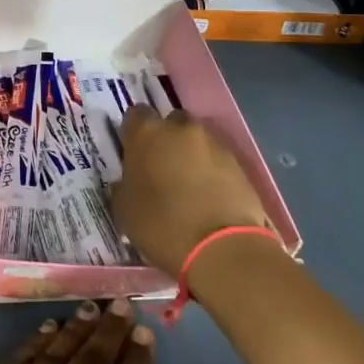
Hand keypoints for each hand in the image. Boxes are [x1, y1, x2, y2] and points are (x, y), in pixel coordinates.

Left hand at [0, 301, 210, 363]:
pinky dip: (35, 341)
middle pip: (92, 360)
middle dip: (111, 331)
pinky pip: (17, 359)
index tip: (146, 333)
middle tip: (122, 304)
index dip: (138, 360)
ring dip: (76, 329)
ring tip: (91, 308)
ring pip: (56, 353)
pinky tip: (47, 329)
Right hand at [114, 107, 272, 278]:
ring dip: (190, 155)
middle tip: (161, 167)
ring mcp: (214, 144)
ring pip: (196, 140)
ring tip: (188, 185)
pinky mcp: (239, 164)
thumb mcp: (124, 209)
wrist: (223, 249)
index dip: (134, 133)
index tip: (133, 153)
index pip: (136, 115)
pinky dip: (211, 171)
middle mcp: (181, 129)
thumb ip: (124, 185)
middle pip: (171, 122)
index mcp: (147, 133)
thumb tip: (129, 181)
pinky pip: (217, 160)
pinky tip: (208, 196)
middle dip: (166, 139)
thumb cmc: (162, 225)